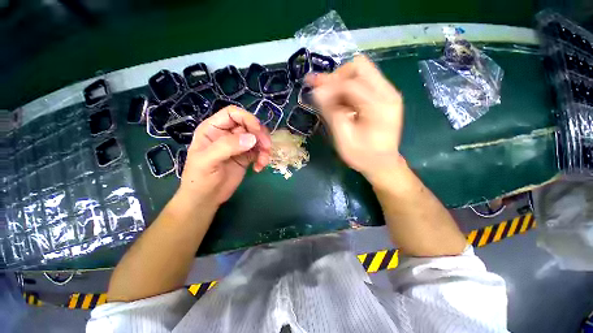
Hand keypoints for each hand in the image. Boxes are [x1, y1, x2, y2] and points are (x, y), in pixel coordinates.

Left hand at [177, 106, 271, 206]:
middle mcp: (227, 134)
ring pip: (257, 139)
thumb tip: (252, 138)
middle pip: (249, 125)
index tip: (258, 131)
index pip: (233, 114)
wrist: (206, 199)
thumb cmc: (199, 179)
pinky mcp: (246, 157)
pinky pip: (259, 152)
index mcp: (213, 129)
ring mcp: (238, 146)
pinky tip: (259, 168)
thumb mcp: (207, 161)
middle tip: (266, 147)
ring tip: (263, 161)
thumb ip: (227, 147)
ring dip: (264, 148)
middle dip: (260, 135)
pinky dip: (263, 158)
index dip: (247, 118)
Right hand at [307, 55, 403, 184]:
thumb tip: (317, 92)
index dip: (328, 86)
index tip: (312, 92)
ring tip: (325, 96)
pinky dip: (347, 88)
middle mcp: (388, 93)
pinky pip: (363, 82)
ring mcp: (388, 93)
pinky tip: (337, 101)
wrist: (382, 164)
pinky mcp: (384, 96)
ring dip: (340, 82)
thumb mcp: (344, 139)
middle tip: (321, 91)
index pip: (350, 84)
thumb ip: (331, 113)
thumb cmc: (362, 156)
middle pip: (359, 66)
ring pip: (360, 71)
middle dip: (336, 77)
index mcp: (380, 106)